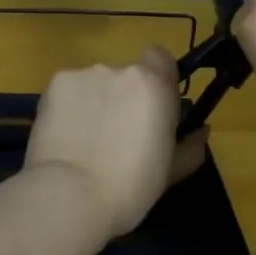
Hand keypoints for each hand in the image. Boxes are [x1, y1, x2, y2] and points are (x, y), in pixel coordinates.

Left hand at [24, 46, 210, 240]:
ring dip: (94, 102)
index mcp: (153, 86)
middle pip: (125, 75)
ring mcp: (83, 75)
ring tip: (85, 140)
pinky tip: (64, 136)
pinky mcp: (53, 86)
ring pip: (94, 84)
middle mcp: (119, 70)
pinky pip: (68, 91)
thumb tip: (201, 131)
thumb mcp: (170, 173)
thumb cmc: (129, 189)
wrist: (69, 196)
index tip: (153, 108)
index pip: (160, 57)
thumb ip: (189, 146)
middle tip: (116, 134)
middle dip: (123, 97)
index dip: (157, 79)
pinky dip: (69, 108)